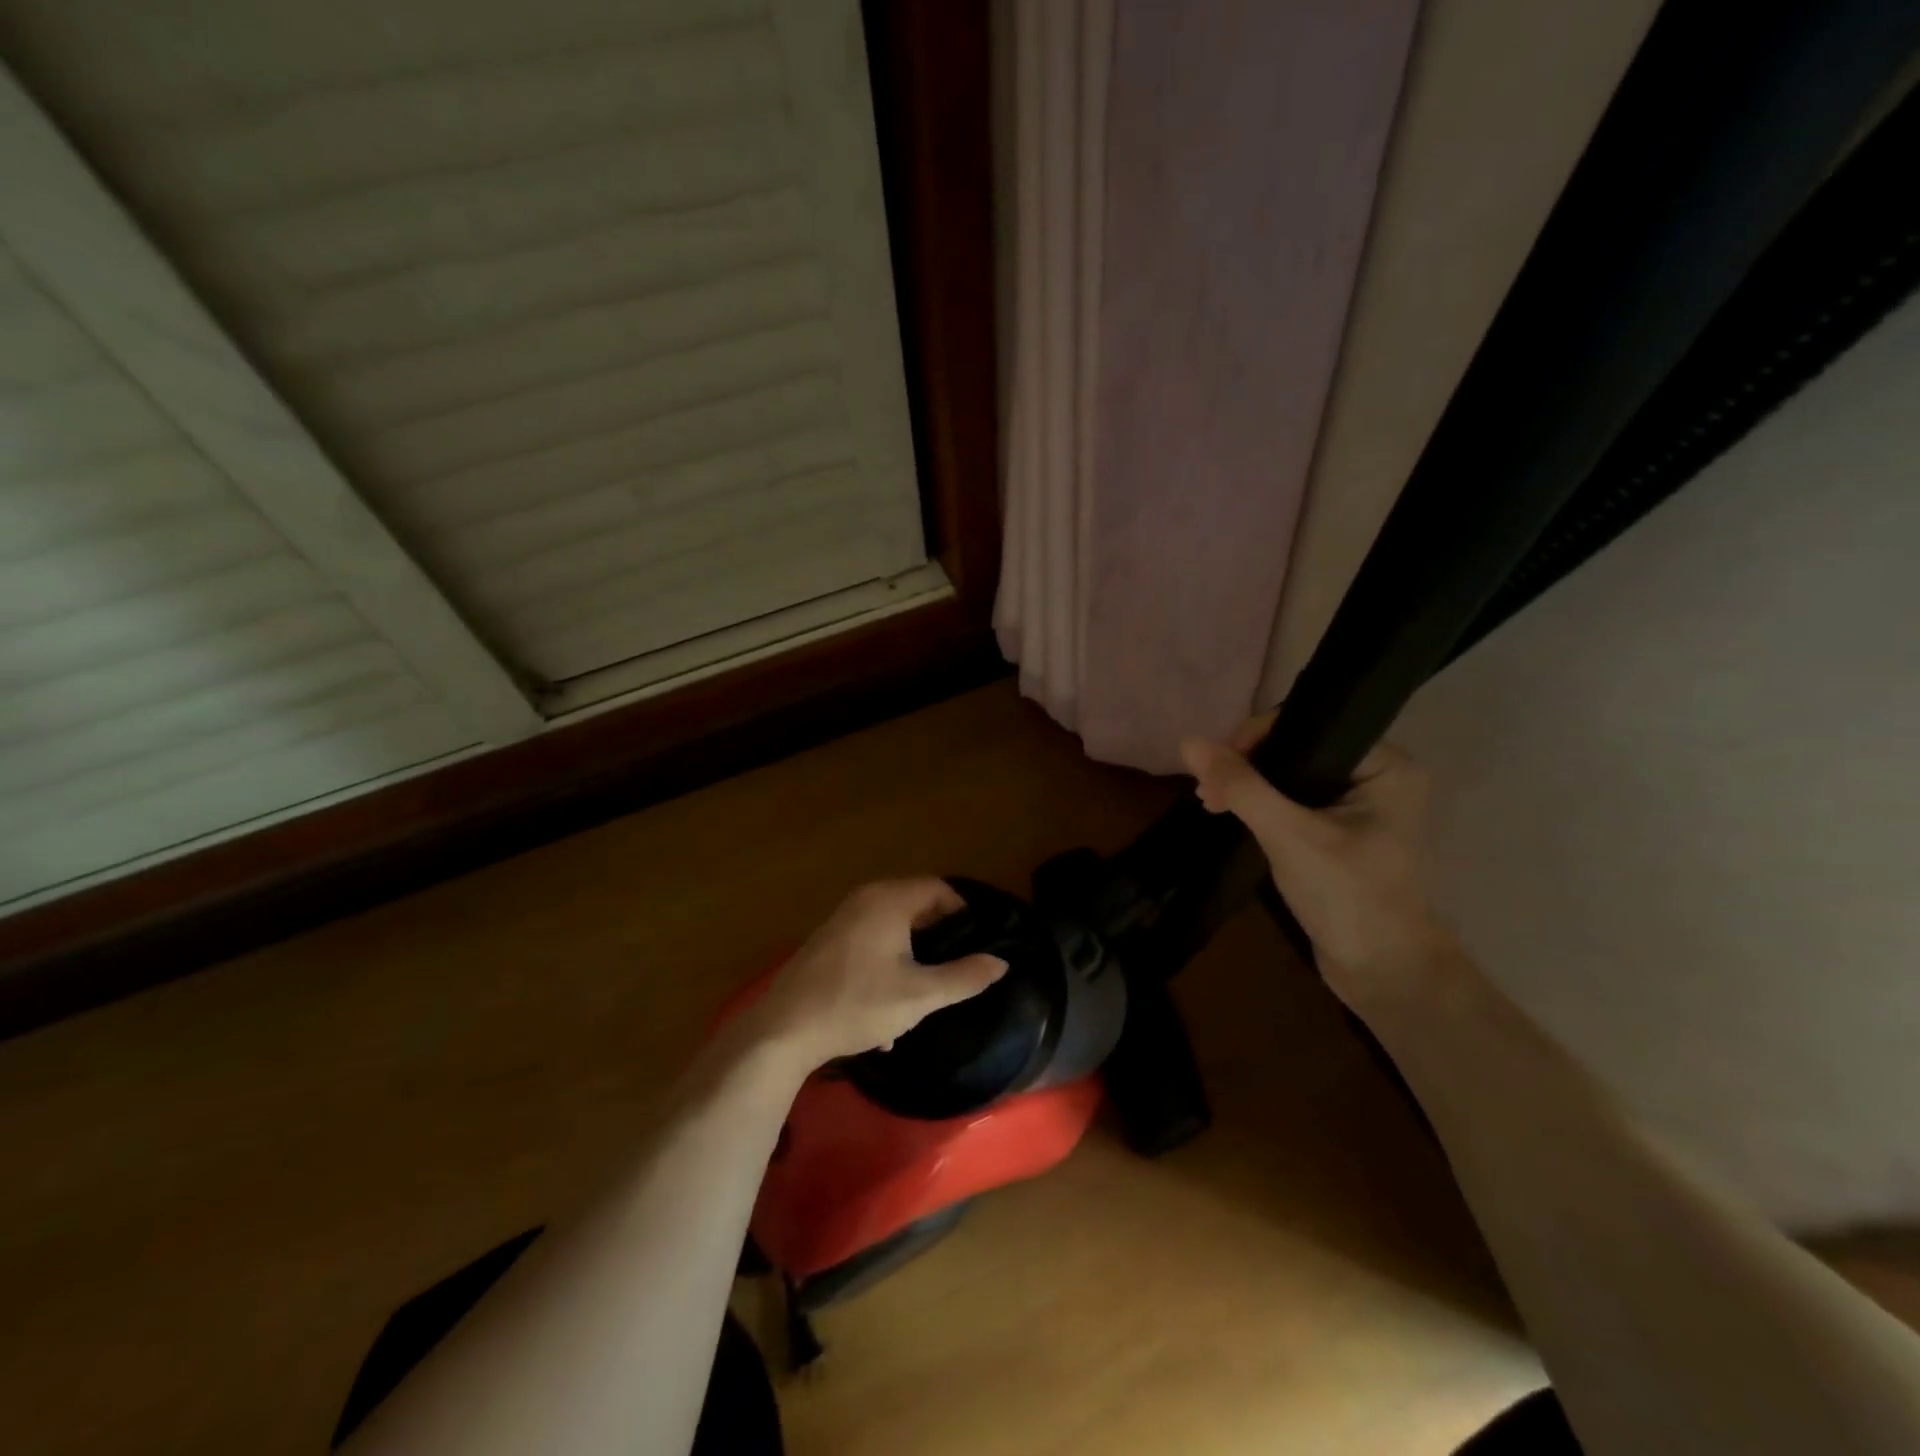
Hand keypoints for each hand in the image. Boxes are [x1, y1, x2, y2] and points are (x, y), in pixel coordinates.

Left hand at [750, 878, 1007, 1071]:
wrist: (784, 1029)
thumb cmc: (858, 1004)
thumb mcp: (920, 995)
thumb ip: (965, 977)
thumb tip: (1001, 962)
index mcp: (889, 900)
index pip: (939, 888)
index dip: (964, 912)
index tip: (978, 943)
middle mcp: (865, 899)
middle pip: (916, 905)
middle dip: (938, 937)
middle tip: (956, 968)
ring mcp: (842, 919)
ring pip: (893, 928)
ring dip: (913, 956)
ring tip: (925, 995)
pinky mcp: (828, 942)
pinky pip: (871, 942)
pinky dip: (887, 964)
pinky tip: (888, 1010)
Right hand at [1180, 717, 1446, 1003]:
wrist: (1382, 972)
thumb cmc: (1348, 896)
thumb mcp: (1289, 835)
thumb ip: (1241, 786)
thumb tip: (1188, 743)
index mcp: (1384, 765)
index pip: (1308, 727)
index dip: (1255, 739)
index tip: (1215, 770)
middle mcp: (1376, 776)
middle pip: (1295, 749)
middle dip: (1246, 766)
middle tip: (1207, 794)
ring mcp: (1358, 805)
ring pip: (1289, 776)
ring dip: (1247, 786)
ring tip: (1211, 805)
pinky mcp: (1340, 832)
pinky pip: (1293, 801)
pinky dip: (1261, 806)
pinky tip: (1231, 815)